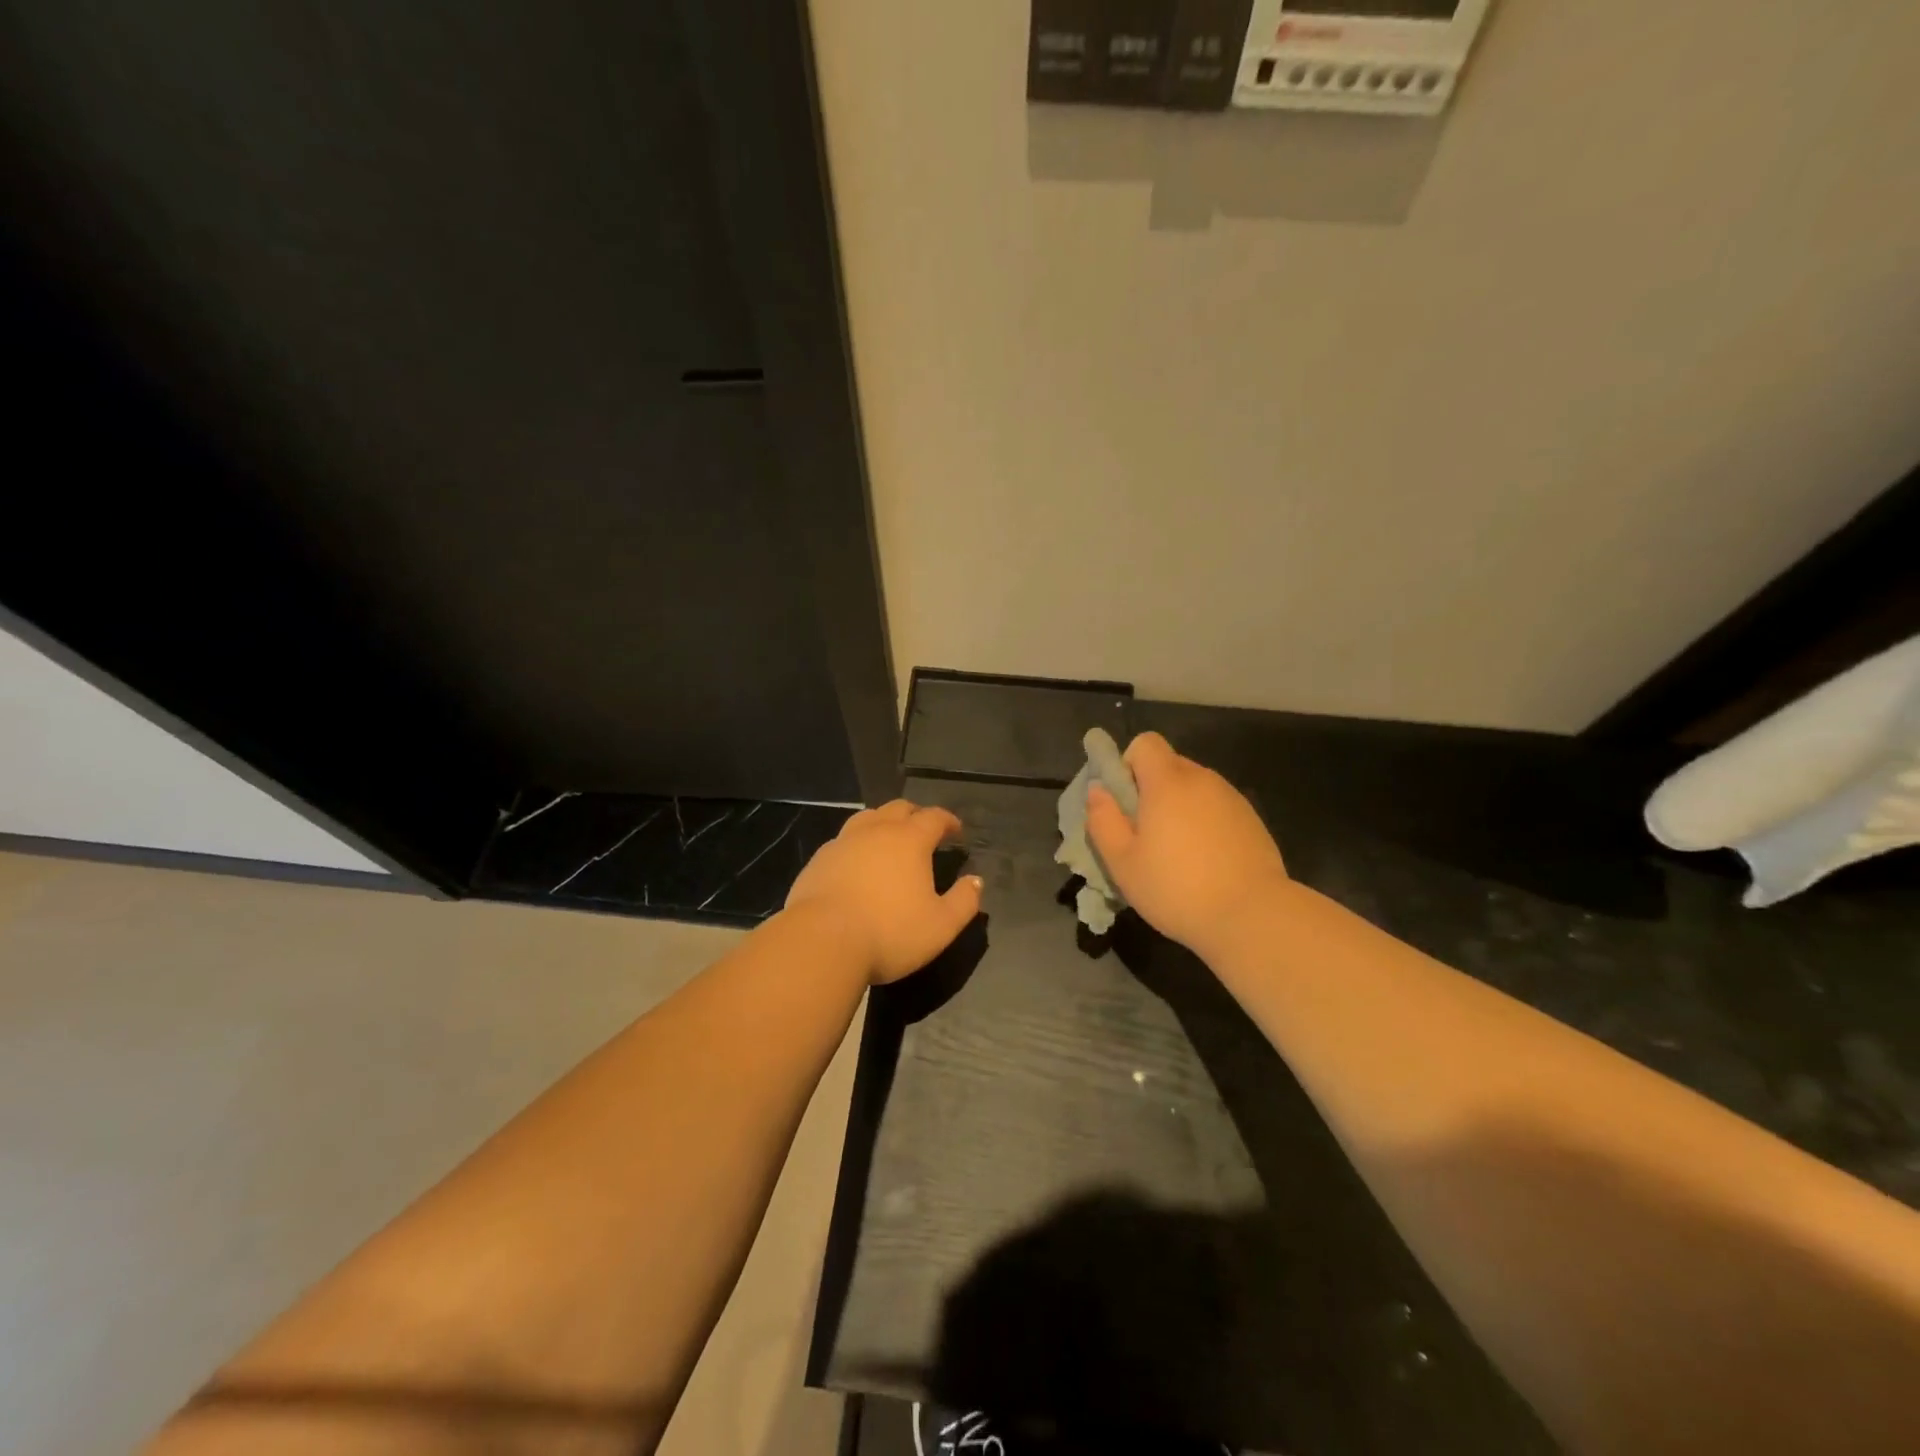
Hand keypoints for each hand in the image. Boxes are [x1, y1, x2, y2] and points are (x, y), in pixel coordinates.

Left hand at [786, 800, 983, 984]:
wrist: (821, 941)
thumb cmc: (890, 932)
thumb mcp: (941, 926)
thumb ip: (964, 901)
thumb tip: (976, 881)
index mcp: (909, 840)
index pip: (934, 817)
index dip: (948, 821)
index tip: (956, 831)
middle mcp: (876, 831)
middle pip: (899, 809)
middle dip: (916, 815)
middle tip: (924, 831)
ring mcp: (843, 842)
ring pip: (867, 818)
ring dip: (883, 823)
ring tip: (889, 840)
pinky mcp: (818, 860)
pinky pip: (843, 841)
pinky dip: (857, 845)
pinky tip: (857, 864)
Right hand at [1085, 732, 1289, 953]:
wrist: (1252, 916)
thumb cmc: (1176, 888)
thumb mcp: (1122, 862)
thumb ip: (1103, 820)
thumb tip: (1098, 790)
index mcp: (1168, 782)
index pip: (1146, 743)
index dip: (1129, 764)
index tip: (1125, 801)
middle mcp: (1203, 779)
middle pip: (1170, 766)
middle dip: (1152, 789)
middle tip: (1145, 834)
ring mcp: (1232, 799)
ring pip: (1195, 789)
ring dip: (1180, 807)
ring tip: (1177, 853)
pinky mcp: (1253, 821)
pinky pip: (1217, 808)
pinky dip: (1205, 823)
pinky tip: (1206, 862)